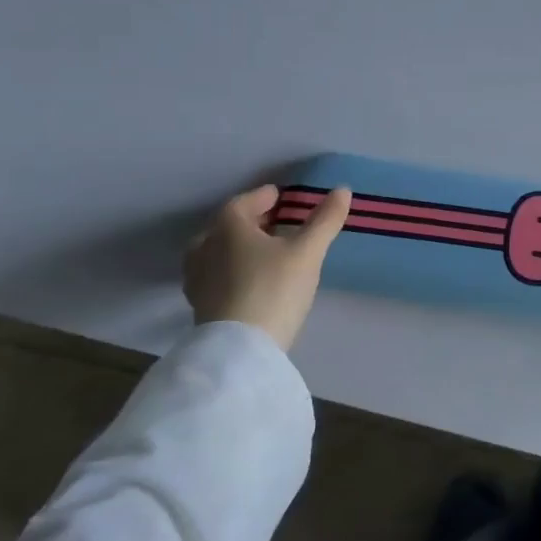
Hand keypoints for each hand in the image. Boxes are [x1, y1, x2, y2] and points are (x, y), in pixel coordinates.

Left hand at [183, 185, 351, 348]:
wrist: (240, 350)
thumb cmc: (273, 289)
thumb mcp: (307, 252)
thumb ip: (325, 220)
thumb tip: (342, 190)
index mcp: (228, 227)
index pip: (244, 202)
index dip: (264, 197)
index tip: (280, 197)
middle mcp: (205, 247)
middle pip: (228, 226)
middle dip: (251, 221)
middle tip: (276, 223)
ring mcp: (198, 278)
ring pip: (218, 251)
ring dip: (239, 247)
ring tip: (264, 252)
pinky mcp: (199, 305)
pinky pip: (216, 275)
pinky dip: (232, 270)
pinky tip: (250, 281)